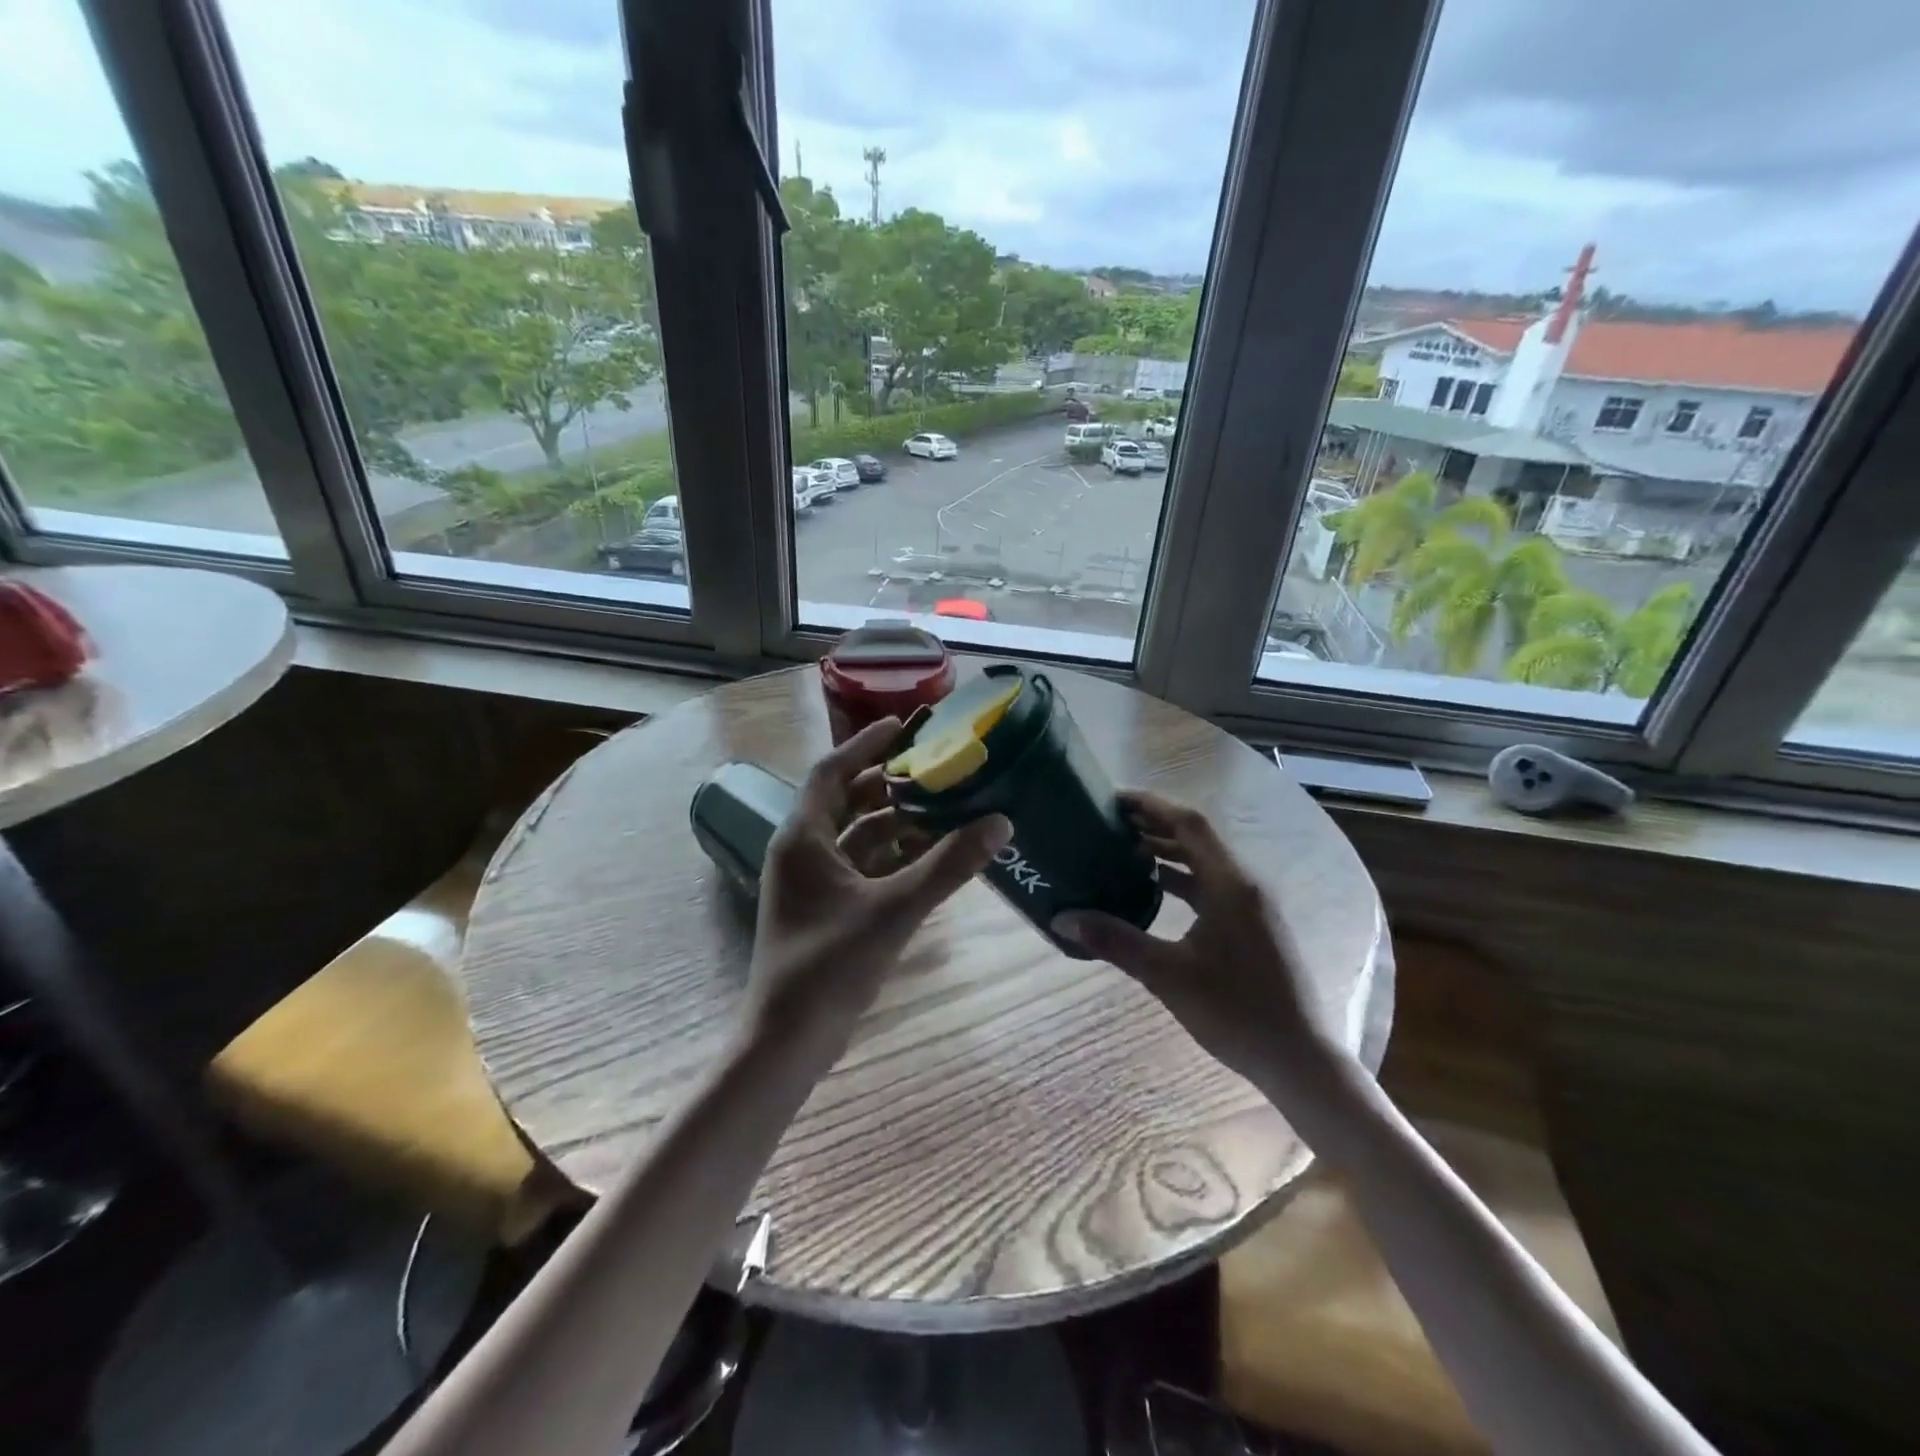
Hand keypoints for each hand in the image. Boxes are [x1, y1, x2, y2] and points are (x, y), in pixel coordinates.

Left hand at [748, 717, 1010, 1062]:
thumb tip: (1000, 822)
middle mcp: (802, 850)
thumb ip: (948, 866)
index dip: (865, 744)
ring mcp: (812, 882)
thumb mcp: (895, 910)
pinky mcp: (826, 908)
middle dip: (890, 784)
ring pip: (858, 836)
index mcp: (803, 836)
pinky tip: (931, 856)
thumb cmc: (830, 966)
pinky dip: (893, 856)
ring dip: (897, 822)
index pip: (832, 771)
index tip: (903, 725)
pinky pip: (862, 866)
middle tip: (937, 769)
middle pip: (848, 800)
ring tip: (945, 808)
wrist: (789, 1041)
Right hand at [1053, 790, 1338, 1090]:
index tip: (1114, 799)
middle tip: (1110, 823)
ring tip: (1123, 851)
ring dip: (1167, 852)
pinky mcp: (1253, 925)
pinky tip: (1153, 891)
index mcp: (1230, 884)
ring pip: (1205, 863)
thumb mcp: (1167, 975)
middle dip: (1154, 826)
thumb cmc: (1235, 1012)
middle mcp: (1245, 884)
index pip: (1189, 824)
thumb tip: (1063, 918)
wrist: (1299, 1059)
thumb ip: (1115, 941)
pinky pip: (1212, 886)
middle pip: (1197, 838)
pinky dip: (1181, 879)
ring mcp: (1253, 905)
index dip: (1151, 806)